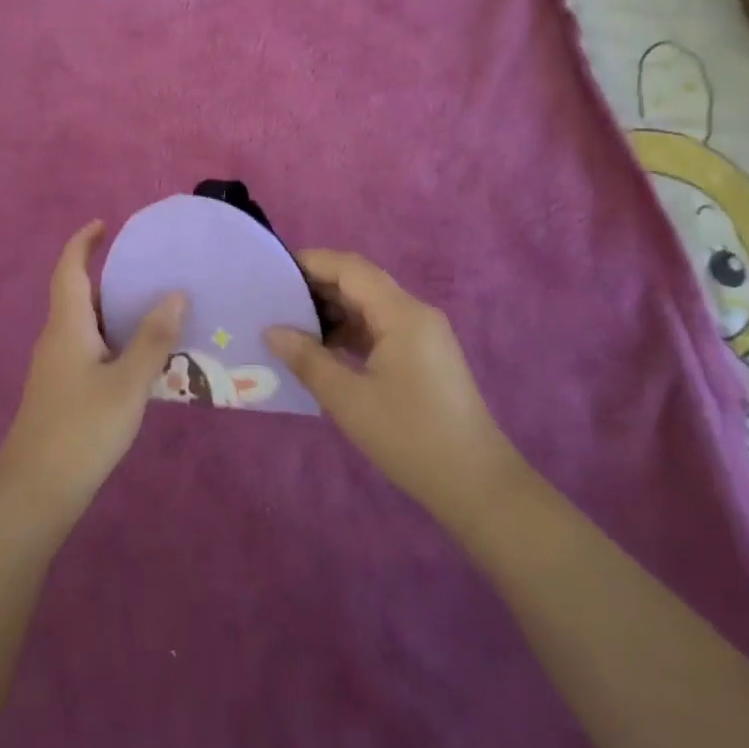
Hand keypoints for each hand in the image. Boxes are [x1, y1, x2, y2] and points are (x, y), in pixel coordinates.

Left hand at [0, 221, 186, 517]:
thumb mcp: (127, 383)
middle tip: (148, 270)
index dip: (83, 242)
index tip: (105, 224)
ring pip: (85, 324)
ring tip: (154, 309)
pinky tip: (140, 358)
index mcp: (67, 324)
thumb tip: (175, 294)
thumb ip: (152, 339)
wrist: (35, 490)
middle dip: (107, 276)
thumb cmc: (81, 428)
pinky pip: (88, 348)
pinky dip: (112, 339)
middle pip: (77, 294)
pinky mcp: (62, 391)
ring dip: (113, 311)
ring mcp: (56, 367)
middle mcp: (57, 337)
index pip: (68, 268)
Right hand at [266, 250, 518, 517]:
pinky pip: (379, 327)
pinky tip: (322, 350)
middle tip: (273, 301)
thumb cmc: (410, 437)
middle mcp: (414, 313)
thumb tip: (271, 331)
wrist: (477, 485)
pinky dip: (349, 331)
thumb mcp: (349, 399)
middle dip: (316, 286)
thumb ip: (307, 359)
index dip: (310, 262)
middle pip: (359, 282)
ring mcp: (422, 334)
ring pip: (368, 305)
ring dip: (331, 310)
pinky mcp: (422, 356)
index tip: (271, 272)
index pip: (350, 267)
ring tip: (290, 326)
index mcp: (401, 313)